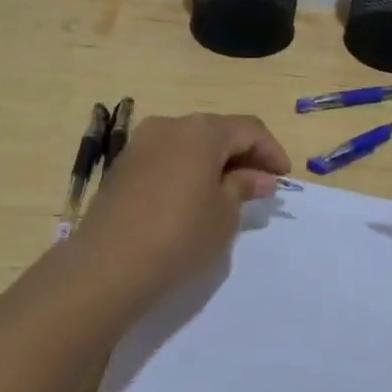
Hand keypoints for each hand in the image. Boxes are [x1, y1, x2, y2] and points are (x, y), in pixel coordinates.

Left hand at [74, 113, 290, 289]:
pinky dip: (187, 170)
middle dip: (242, 155)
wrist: (108, 266)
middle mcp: (170, 125)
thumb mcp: (224, 215)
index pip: (249, 129)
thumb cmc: (180, 235)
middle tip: (260, 185)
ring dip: (213, 162)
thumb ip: (244, 187)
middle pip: (217, 131)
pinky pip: (167, 158)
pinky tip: (193, 198)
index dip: (271, 151)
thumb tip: (259, 177)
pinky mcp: (123, 165)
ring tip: (228, 193)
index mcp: (202, 130)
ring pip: (190, 144)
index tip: (284, 178)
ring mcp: (142, 143)